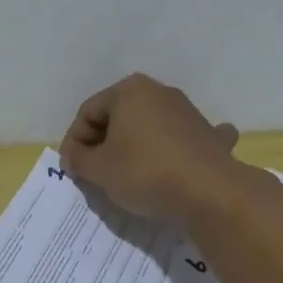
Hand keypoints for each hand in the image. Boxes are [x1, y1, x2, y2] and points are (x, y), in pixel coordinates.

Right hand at [59, 72, 240, 220]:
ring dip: (133, 147)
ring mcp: (187, 111)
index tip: (71, 169)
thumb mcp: (99, 169)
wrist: (210, 192)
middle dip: (102, 143)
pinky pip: (182, 139)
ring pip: (148, 127)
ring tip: (125, 176)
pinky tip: (175, 162)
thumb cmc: (145, 172)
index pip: (87, 112)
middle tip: (93, 173)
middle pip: (118, 117)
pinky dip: (173, 149)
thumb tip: (75, 156)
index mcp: (128, 91)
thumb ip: (79, 159)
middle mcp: (159, 92)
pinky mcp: (208, 134)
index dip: (73, 141)